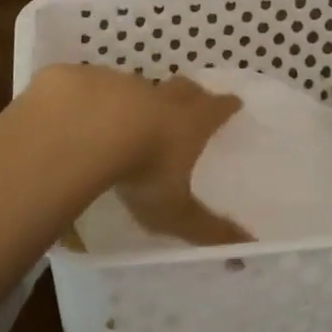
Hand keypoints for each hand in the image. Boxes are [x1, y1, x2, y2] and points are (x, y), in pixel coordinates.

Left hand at [28, 66, 250, 246]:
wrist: (85, 128)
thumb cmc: (142, 170)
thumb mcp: (175, 210)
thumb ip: (207, 230)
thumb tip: (246, 250)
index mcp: (189, 121)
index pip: (216, 108)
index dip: (226, 106)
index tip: (234, 102)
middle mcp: (160, 97)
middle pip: (183, 87)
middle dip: (192, 92)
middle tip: (195, 97)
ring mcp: (123, 84)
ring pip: (141, 87)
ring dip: (144, 97)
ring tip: (137, 114)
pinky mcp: (89, 81)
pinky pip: (100, 87)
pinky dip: (102, 99)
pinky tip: (92, 114)